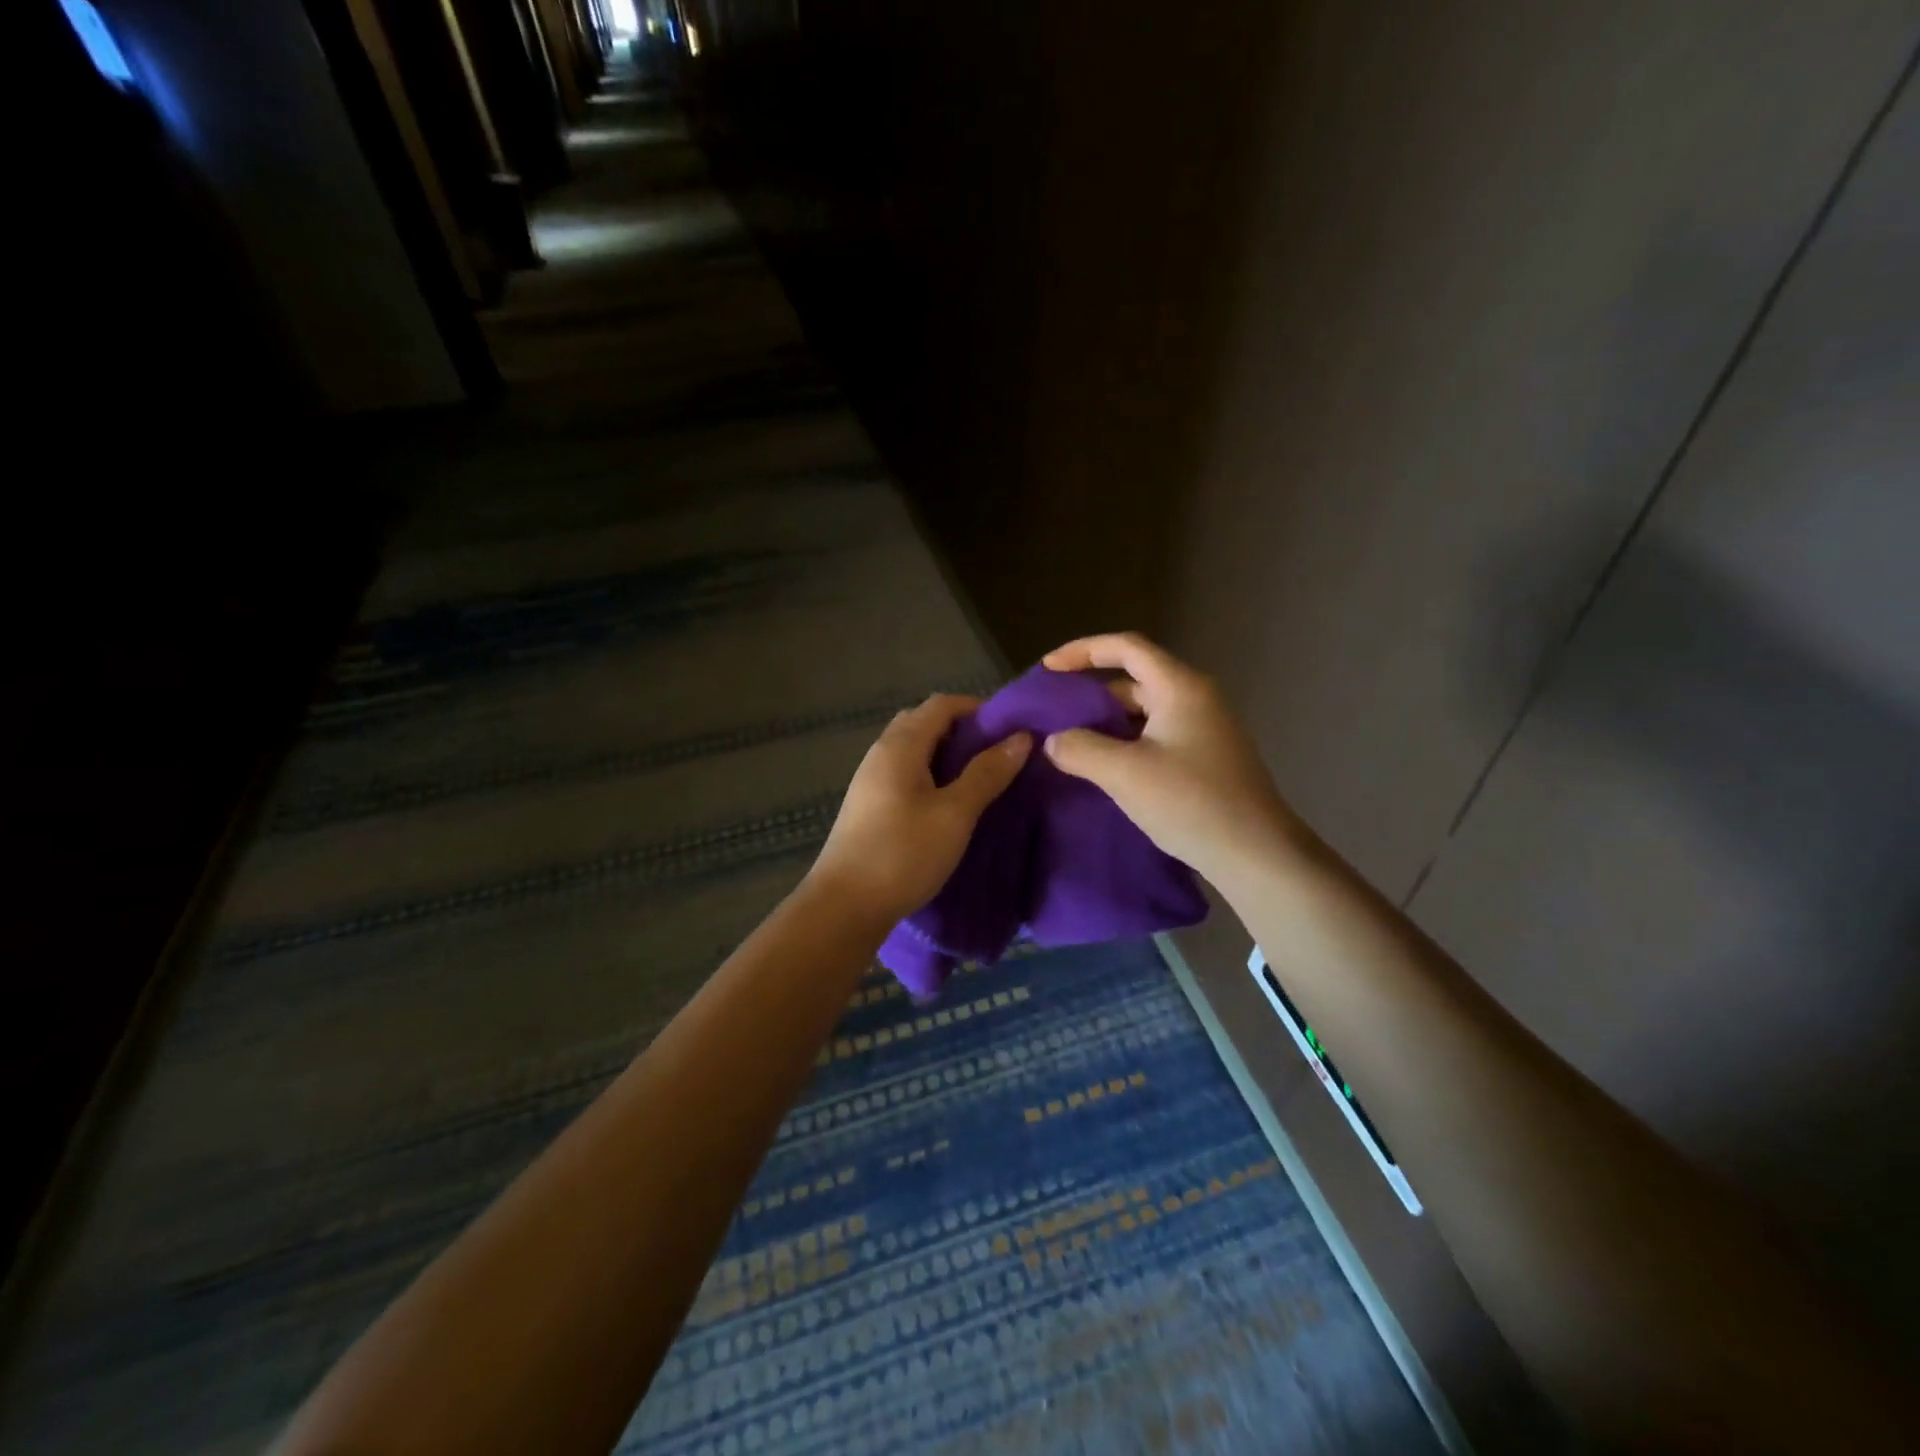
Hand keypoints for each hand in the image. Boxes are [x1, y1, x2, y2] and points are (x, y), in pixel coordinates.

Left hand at [808, 694, 1031, 923]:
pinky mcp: (869, 805)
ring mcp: (871, 780)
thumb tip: (1020, 738)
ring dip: (947, 755)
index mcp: (900, 745)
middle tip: (997, 754)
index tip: (1011, 729)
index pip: (941, 705)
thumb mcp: (955, 813)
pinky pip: (904, 773)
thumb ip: (987, 773)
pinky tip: (949, 803)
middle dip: (963, 730)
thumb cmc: (903, 853)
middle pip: (924, 722)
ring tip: (980, 778)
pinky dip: (931, 775)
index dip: (978, 709)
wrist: (845, 906)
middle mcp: (881, 753)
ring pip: (914, 750)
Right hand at [1040, 632, 1302, 883]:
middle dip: (1089, 694)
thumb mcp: (1125, 774)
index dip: (1082, 651)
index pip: (1126, 647)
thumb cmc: (1191, 803)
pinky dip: (1124, 744)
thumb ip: (1080, 749)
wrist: (1257, 855)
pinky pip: (1154, 738)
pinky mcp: (1204, 759)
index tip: (1047, 670)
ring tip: (1067, 744)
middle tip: (1051, 715)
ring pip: (1142, 713)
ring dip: (1105, 724)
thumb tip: (1052, 741)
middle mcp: (1194, 698)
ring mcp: (1203, 730)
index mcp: (1179, 687)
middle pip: (1133, 680)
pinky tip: (1102, 769)